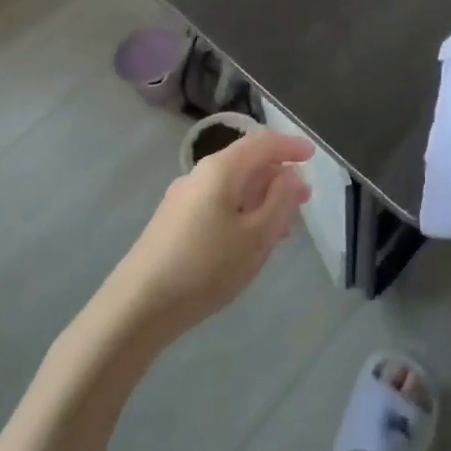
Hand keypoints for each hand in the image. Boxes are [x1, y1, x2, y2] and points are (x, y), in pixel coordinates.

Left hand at [108, 129, 313, 342]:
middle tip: (303, 198)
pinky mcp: (172, 221)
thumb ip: (280, 201)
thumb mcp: (256, 236)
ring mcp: (182, 197)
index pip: (262, 143)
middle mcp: (199, 174)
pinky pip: (216, 203)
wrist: (137, 307)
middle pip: (246, 162)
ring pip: (231, 186)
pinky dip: (240, 210)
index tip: (313, 156)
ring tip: (283, 224)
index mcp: (221, 169)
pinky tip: (248, 239)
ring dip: (260, 197)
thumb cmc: (206, 267)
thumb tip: (292, 175)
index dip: (290, 147)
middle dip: (277, 176)